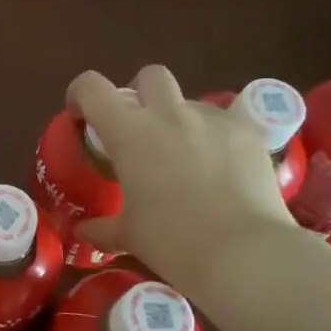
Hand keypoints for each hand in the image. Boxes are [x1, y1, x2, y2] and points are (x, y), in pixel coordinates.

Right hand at [68, 65, 298, 287]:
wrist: (244, 254)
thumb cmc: (173, 242)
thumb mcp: (130, 236)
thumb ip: (103, 228)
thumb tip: (83, 231)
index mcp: (128, 132)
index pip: (92, 88)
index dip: (81, 93)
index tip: (82, 113)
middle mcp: (167, 114)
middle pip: (150, 76)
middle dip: (142, 93)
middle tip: (142, 127)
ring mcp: (211, 119)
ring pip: (191, 100)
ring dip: (183, 118)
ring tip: (189, 154)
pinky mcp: (248, 131)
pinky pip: (230, 119)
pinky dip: (222, 134)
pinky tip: (226, 162)